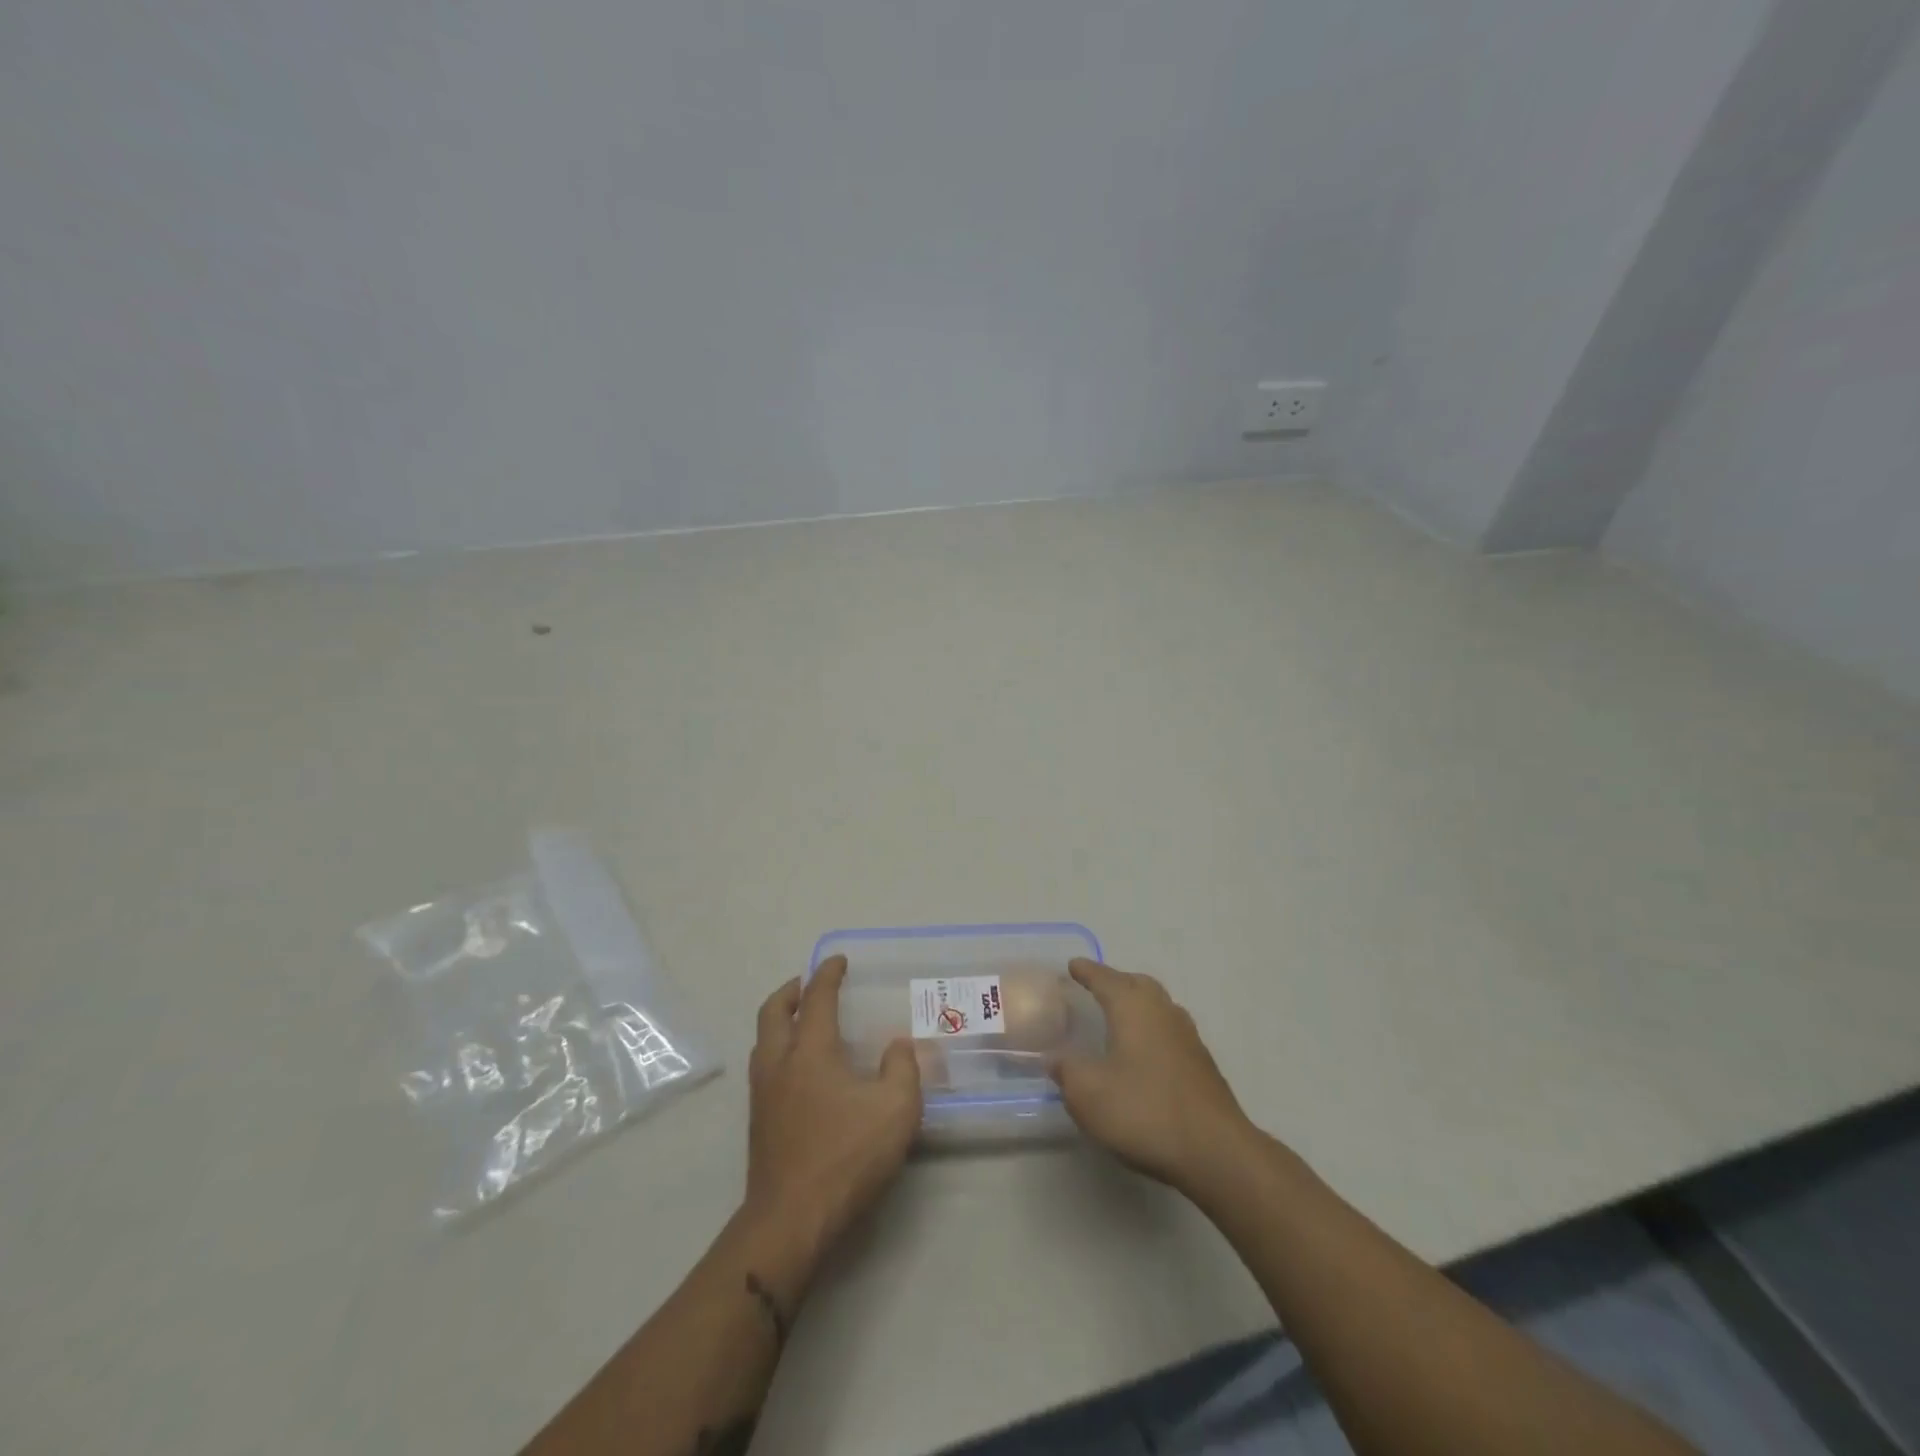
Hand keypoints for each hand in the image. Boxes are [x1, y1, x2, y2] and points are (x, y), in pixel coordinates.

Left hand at [741, 956, 921, 1275]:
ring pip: (762, 1040)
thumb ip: (902, 1069)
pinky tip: (800, 1071)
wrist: (791, 1220)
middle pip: (773, 1012)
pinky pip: (764, 1067)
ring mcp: (763, 1094)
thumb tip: (898, 1047)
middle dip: (790, 991)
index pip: (817, 999)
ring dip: (780, 1021)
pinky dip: (778, 1050)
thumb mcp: (895, 1109)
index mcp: (810, 1051)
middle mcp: (780, 1063)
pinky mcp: (759, 1123)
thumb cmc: (846, 1156)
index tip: (837, 961)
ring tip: (802, 1021)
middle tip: (808, 984)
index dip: (828, 975)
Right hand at [1050, 957, 1254, 1194]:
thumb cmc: (1144, 1111)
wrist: (1215, 1151)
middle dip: (1115, 981)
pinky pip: (1169, 1030)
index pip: (1104, 978)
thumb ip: (1066, 1070)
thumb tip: (1053, 1057)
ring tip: (1118, 1017)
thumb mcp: (1087, 1094)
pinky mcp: (1201, 1063)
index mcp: (1132, 1007)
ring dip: (1137, 1004)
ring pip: (1157, 1005)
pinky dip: (1152, 1029)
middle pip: (1136, 983)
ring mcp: (1187, 1036)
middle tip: (1095, 988)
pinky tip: (1144, 1052)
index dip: (1086, 971)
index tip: (1072, 966)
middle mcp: (1162, 1011)